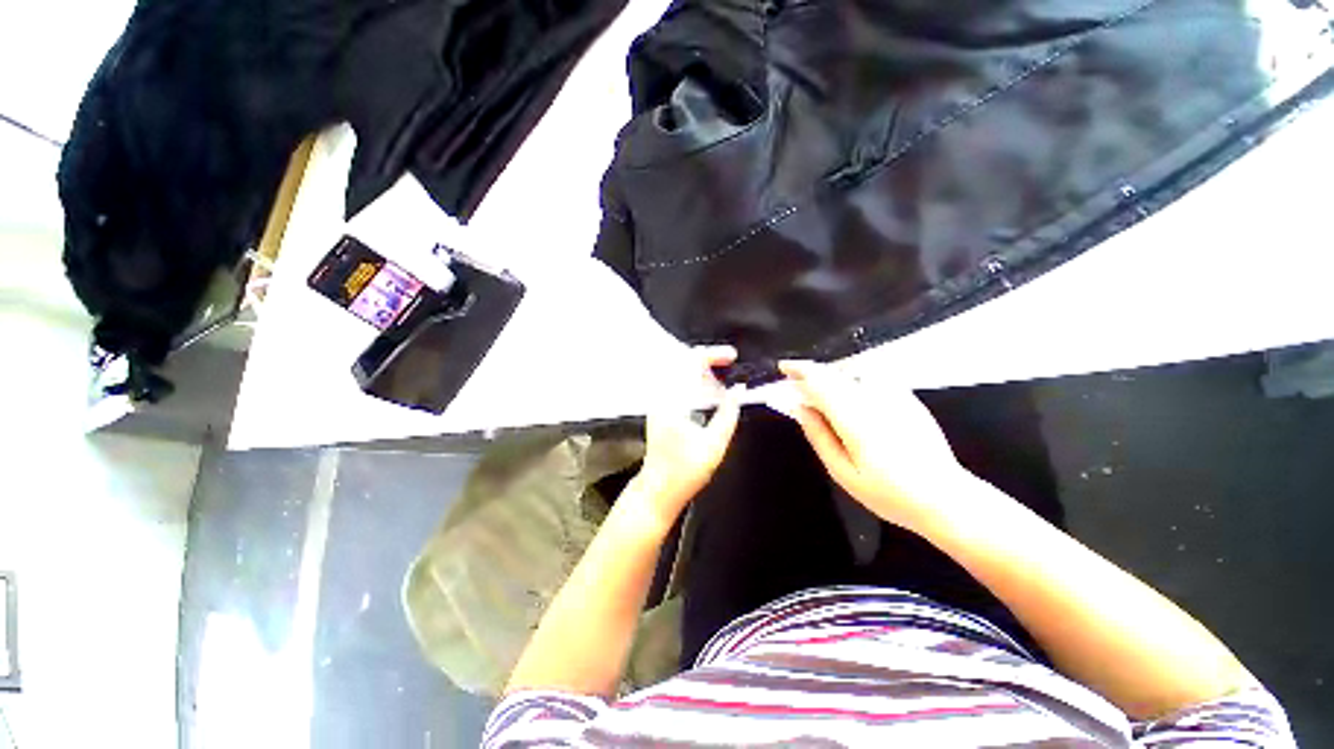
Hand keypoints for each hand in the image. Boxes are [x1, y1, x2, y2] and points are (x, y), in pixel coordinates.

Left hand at [626, 346, 743, 535]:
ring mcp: (659, 403)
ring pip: (681, 372)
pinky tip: (710, 391)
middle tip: (731, 363)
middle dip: (709, 359)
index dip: (714, 354)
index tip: (733, 356)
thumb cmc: (684, 471)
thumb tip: (738, 391)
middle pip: (684, 362)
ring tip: (724, 375)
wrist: (657, 490)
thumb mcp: (714, 444)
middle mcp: (662, 397)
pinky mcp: (660, 409)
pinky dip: (695, 381)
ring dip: (702, 370)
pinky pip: (678, 384)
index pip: (691, 362)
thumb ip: (729, 414)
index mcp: (673, 401)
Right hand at [779, 360, 973, 533]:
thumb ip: (818, 435)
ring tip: (821, 390)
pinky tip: (850, 395)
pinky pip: (872, 378)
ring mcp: (895, 395)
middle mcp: (874, 398)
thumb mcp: (842, 472)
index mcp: (854, 418)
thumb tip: (799, 407)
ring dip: (832, 375)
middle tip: (796, 381)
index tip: (783, 368)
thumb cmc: (889, 492)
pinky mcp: (908, 397)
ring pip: (853, 372)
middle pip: (835, 373)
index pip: (820, 381)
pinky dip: (852, 380)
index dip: (799, 371)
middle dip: (812, 372)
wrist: (945, 497)